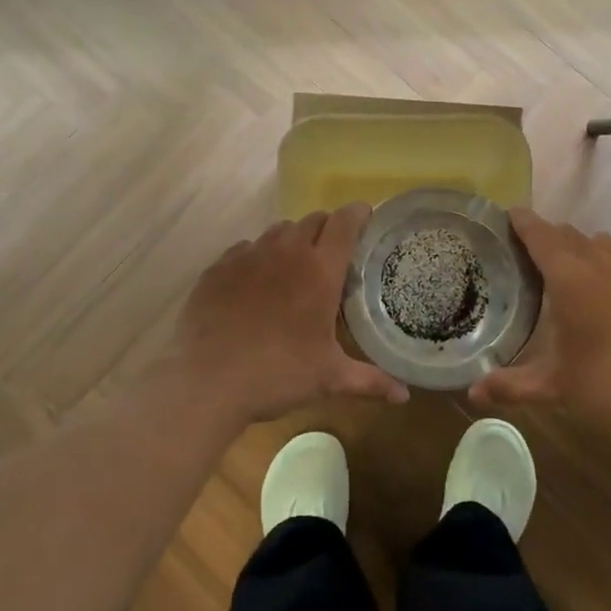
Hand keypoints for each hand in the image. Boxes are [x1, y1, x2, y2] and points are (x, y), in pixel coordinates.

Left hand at [168, 204, 408, 425]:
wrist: (206, 381)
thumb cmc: (277, 374)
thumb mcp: (329, 379)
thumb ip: (369, 381)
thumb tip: (404, 396)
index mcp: (319, 270)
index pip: (345, 223)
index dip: (359, 214)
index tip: (366, 217)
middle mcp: (285, 252)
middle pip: (313, 220)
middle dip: (327, 229)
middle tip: (332, 253)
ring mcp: (248, 255)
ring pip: (278, 231)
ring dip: (293, 240)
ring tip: (294, 267)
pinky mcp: (218, 267)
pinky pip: (245, 248)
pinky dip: (257, 257)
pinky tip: (255, 283)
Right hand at [470, 208, 610, 445]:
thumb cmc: (610, 386)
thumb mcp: (555, 388)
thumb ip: (511, 386)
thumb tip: (472, 394)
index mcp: (570, 279)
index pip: (541, 236)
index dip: (523, 222)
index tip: (508, 213)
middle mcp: (601, 267)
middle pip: (570, 235)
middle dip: (547, 234)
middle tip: (526, 247)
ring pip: (601, 244)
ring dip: (579, 246)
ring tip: (564, 264)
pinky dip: (605, 264)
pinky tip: (603, 292)